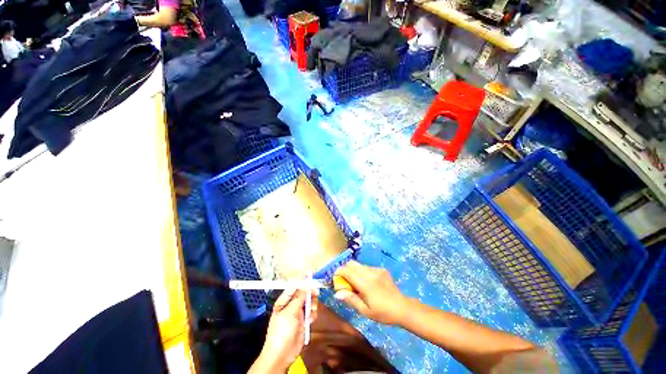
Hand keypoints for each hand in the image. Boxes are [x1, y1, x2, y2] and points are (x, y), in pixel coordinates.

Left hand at [250, 288, 317, 372]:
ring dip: (312, 305)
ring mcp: (298, 313)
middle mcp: (291, 305)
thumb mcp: (290, 313)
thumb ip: (299, 297)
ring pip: (309, 302)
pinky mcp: (303, 322)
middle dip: (310, 293)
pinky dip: (312, 315)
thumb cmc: (282, 332)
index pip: (294, 286)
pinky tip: (310, 321)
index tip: (311, 274)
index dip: (302, 280)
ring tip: (311, 312)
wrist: (282, 355)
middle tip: (316, 293)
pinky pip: (311, 313)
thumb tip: (305, 283)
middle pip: (303, 293)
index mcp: (284, 301)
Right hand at [334, 260, 407, 324]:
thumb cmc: (383, 313)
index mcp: (366, 284)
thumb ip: (351, 299)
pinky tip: (368, 283)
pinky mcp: (382, 269)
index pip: (348, 271)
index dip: (339, 272)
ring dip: (354, 271)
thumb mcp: (365, 311)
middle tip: (344, 280)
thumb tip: (337, 293)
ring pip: (359, 265)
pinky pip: (367, 267)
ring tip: (356, 283)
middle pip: (352, 264)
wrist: (402, 307)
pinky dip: (363, 272)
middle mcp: (370, 273)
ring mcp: (377, 269)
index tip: (335, 277)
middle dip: (345, 269)